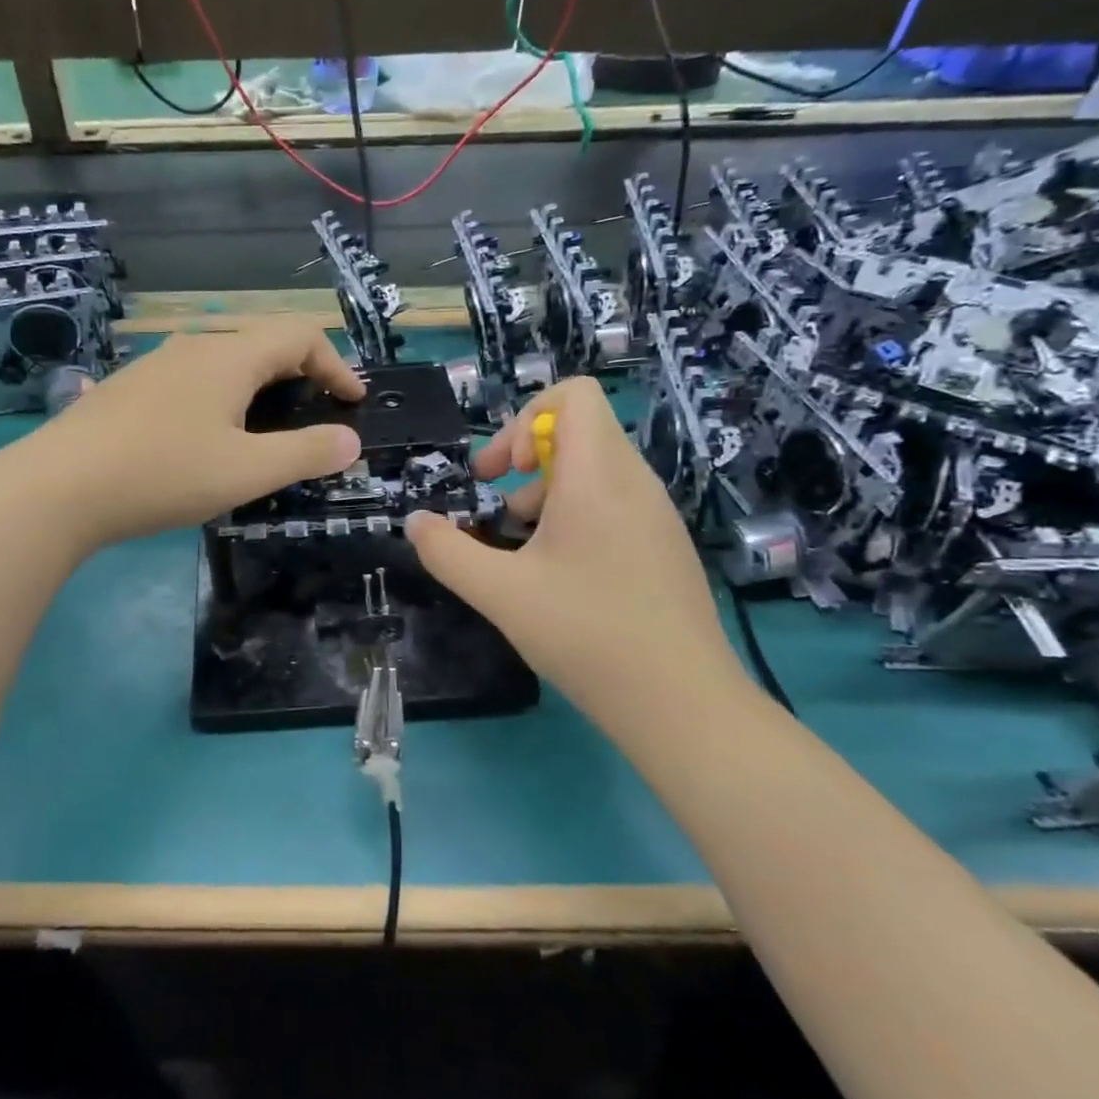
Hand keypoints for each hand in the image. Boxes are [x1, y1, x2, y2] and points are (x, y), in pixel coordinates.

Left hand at [7, 318, 364, 549]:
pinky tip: (207, 439)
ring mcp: (155, 365)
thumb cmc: (163, 474)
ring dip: (259, 386)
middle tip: (315, 414)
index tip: (352, 403)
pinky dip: (222, 398)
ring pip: (224, 361)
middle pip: (262, 342)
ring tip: (267, 429)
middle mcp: (193, 347)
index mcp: (228, 356)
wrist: (57, 488)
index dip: (336, 364)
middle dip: (301, 373)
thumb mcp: (247, 471)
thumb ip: (305, 453)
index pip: (299, 335)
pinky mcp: (129, 390)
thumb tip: (350, 441)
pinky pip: (192, 381)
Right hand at [404, 378, 738, 712]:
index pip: (574, 394)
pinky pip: (614, 503)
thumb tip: (416, 522)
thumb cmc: (586, 634)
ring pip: (594, 470)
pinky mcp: (664, 545)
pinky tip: (557, 576)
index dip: (524, 418)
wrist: (682, 704)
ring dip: (547, 492)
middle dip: (526, 457)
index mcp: (598, 476)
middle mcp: (634, 482)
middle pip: (579, 430)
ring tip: (521, 548)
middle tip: (496, 507)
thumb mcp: (499, 593)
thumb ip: (446, 551)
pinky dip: (576, 517)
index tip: (500, 472)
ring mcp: (656, 515)